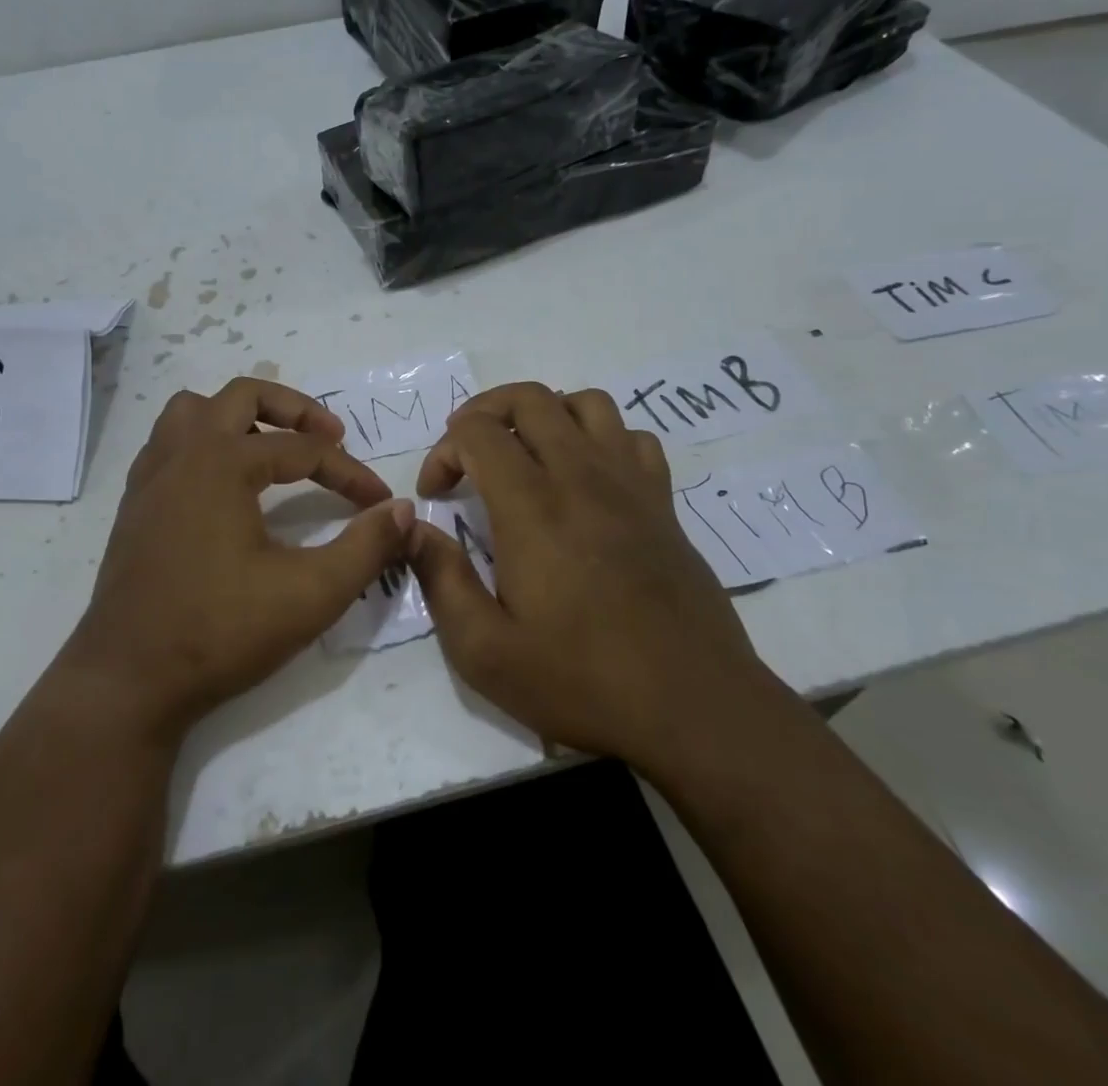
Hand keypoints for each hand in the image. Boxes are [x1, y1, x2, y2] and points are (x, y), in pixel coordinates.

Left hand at [56, 378, 412, 742]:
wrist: (129, 681)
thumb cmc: (221, 632)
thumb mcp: (311, 593)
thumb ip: (366, 547)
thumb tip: (403, 510)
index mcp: (222, 462)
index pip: (303, 450)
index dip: (349, 473)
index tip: (378, 502)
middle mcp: (181, 454)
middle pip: (242, 395)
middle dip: (294, 410)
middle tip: (330, 436)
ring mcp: (150, 477)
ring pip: (193, 411)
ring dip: (238, 416)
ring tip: (271, 446)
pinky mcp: (134, 505)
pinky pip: (169, 444)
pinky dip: (203, 443)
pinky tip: (223, 484)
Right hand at [406, 382, 772, 774]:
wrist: (695, 709)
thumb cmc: (582, 681)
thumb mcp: (485, 651)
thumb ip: (440, 580)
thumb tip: (413, 529)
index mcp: (532, 507)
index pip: (478, 432)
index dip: (444, 451)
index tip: (436, 494)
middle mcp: (582, 477)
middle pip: (530, 398)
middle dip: (485, 411)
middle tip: (467, 454)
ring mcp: (631, 484)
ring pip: (587, 403)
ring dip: (546, 414)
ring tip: (526, 454)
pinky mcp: (664, 503)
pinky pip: (633, 437)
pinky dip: (601, 439)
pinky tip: (588, 479)